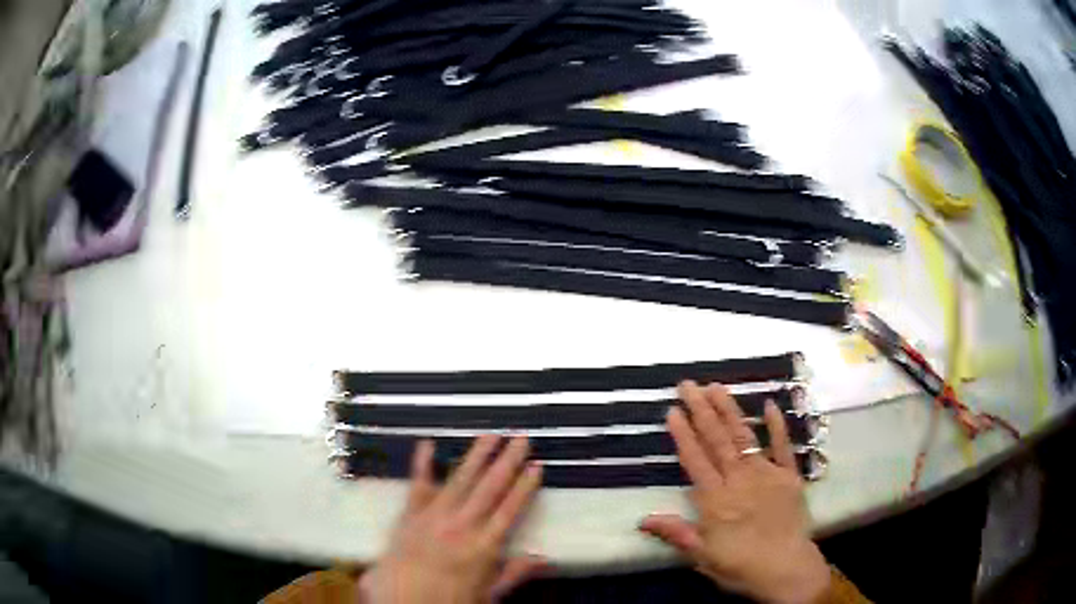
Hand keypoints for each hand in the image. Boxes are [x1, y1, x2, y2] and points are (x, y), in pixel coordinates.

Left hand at [359, 435, 545, 603]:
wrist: (401, 600)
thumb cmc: (447, 600)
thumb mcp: (488, 595)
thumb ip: (514, 574)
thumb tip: (543, 558)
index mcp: (483, 547)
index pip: (509, 510)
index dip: (524, 487)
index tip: (535, 466)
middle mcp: (461, 526)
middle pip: (489, 489)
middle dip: (506, 462)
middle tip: (520, 439)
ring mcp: (433, 516)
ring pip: (460, 480)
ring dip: (476, 456)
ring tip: (490, 435)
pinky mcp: (410, 514)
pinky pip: (418, 485)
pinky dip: (422, 464)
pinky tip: (427, 444)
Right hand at [639, 382, 830, 603]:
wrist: (785, 568)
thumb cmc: (740, 565)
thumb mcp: (702, 556)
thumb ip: (676, 533)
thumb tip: (642, 519)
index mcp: (716, 500)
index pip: (695, 460)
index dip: (683, 434)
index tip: (674, 410)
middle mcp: (739, 480)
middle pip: (717, 440)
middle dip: (701, 411)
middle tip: (689, 385)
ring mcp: (767, 474)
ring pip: (744, 437)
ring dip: (729, 411)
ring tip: (716, 387)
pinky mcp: (789, 475)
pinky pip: (783, 446)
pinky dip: (777, 425)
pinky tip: (770, 404)